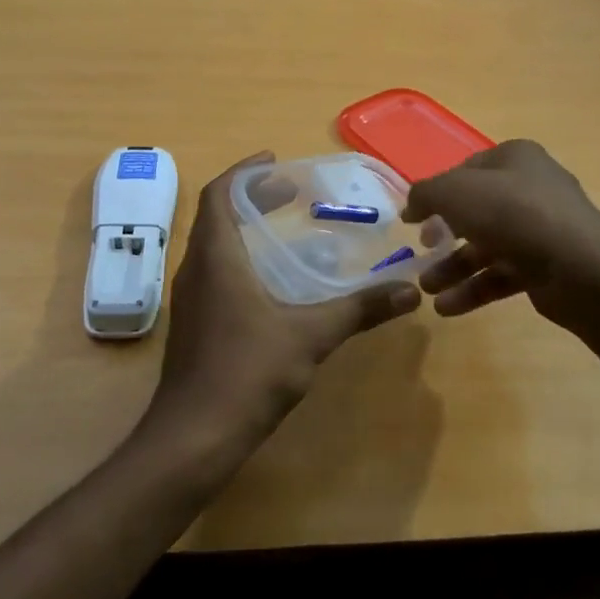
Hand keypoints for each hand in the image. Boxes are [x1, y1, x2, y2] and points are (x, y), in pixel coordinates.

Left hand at [140, 152, 421, 472]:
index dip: (244, 172)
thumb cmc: (247, 372)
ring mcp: (191, 300)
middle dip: (252, 198)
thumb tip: (408, 291)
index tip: (275, 161)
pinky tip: (272, 284)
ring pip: (215, 247)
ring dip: (245, 229)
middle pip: (217, 216)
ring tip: (284, 230)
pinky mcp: (195, 326)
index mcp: (216, 257)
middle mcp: (196, 270)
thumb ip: (359, 309)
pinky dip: (241, 260)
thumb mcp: (310, 336)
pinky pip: (215, 273)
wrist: (193, 437)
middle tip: (290, 192)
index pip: (219, 194)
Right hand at [405, 140, 599, 331]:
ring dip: (454, 267)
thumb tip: (412, 205)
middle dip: (443, 235)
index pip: (465, 171)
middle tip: (421, 250)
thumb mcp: (455, 192)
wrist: (580, 267)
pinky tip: (448, 308)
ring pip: (487, 246)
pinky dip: (475, 288)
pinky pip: (503, 274)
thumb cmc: (513, 214)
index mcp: (514, 159)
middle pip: (475, 211)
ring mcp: (542, 230)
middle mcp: (530, 188)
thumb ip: (426, 193)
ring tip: (428, 290)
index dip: (436, 193)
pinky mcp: (547, 267)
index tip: (411, 218)